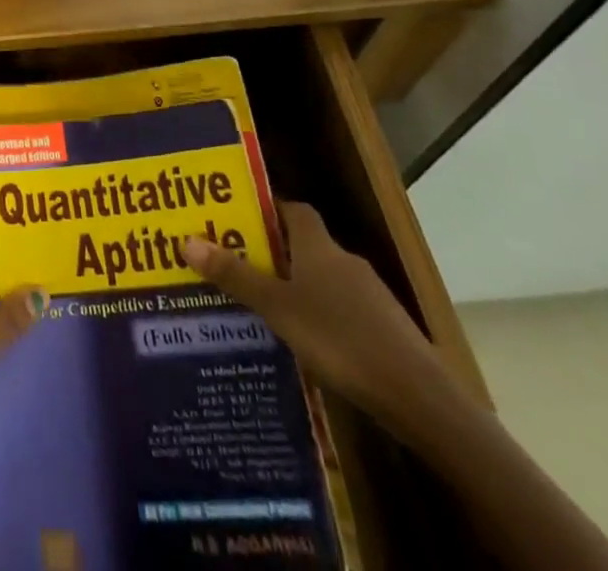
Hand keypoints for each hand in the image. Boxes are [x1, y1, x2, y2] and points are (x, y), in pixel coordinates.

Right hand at [180, 201, 442, 416]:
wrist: (420, 398)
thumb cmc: (340, 339)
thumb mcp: (277, 308)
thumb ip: (235, 277)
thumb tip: (186, 240)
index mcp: (318, 246)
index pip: (293, 209)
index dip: (267, 209)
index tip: (237, 217)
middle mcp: (343, 261)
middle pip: (304, 245)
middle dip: (273, 252)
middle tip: (236, 263)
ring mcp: (369, 296)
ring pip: (322, 280)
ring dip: (295, 287)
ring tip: (261, 305)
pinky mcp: (384, 330)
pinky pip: (341, 309)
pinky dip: (320, 316)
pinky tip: (303, 342)